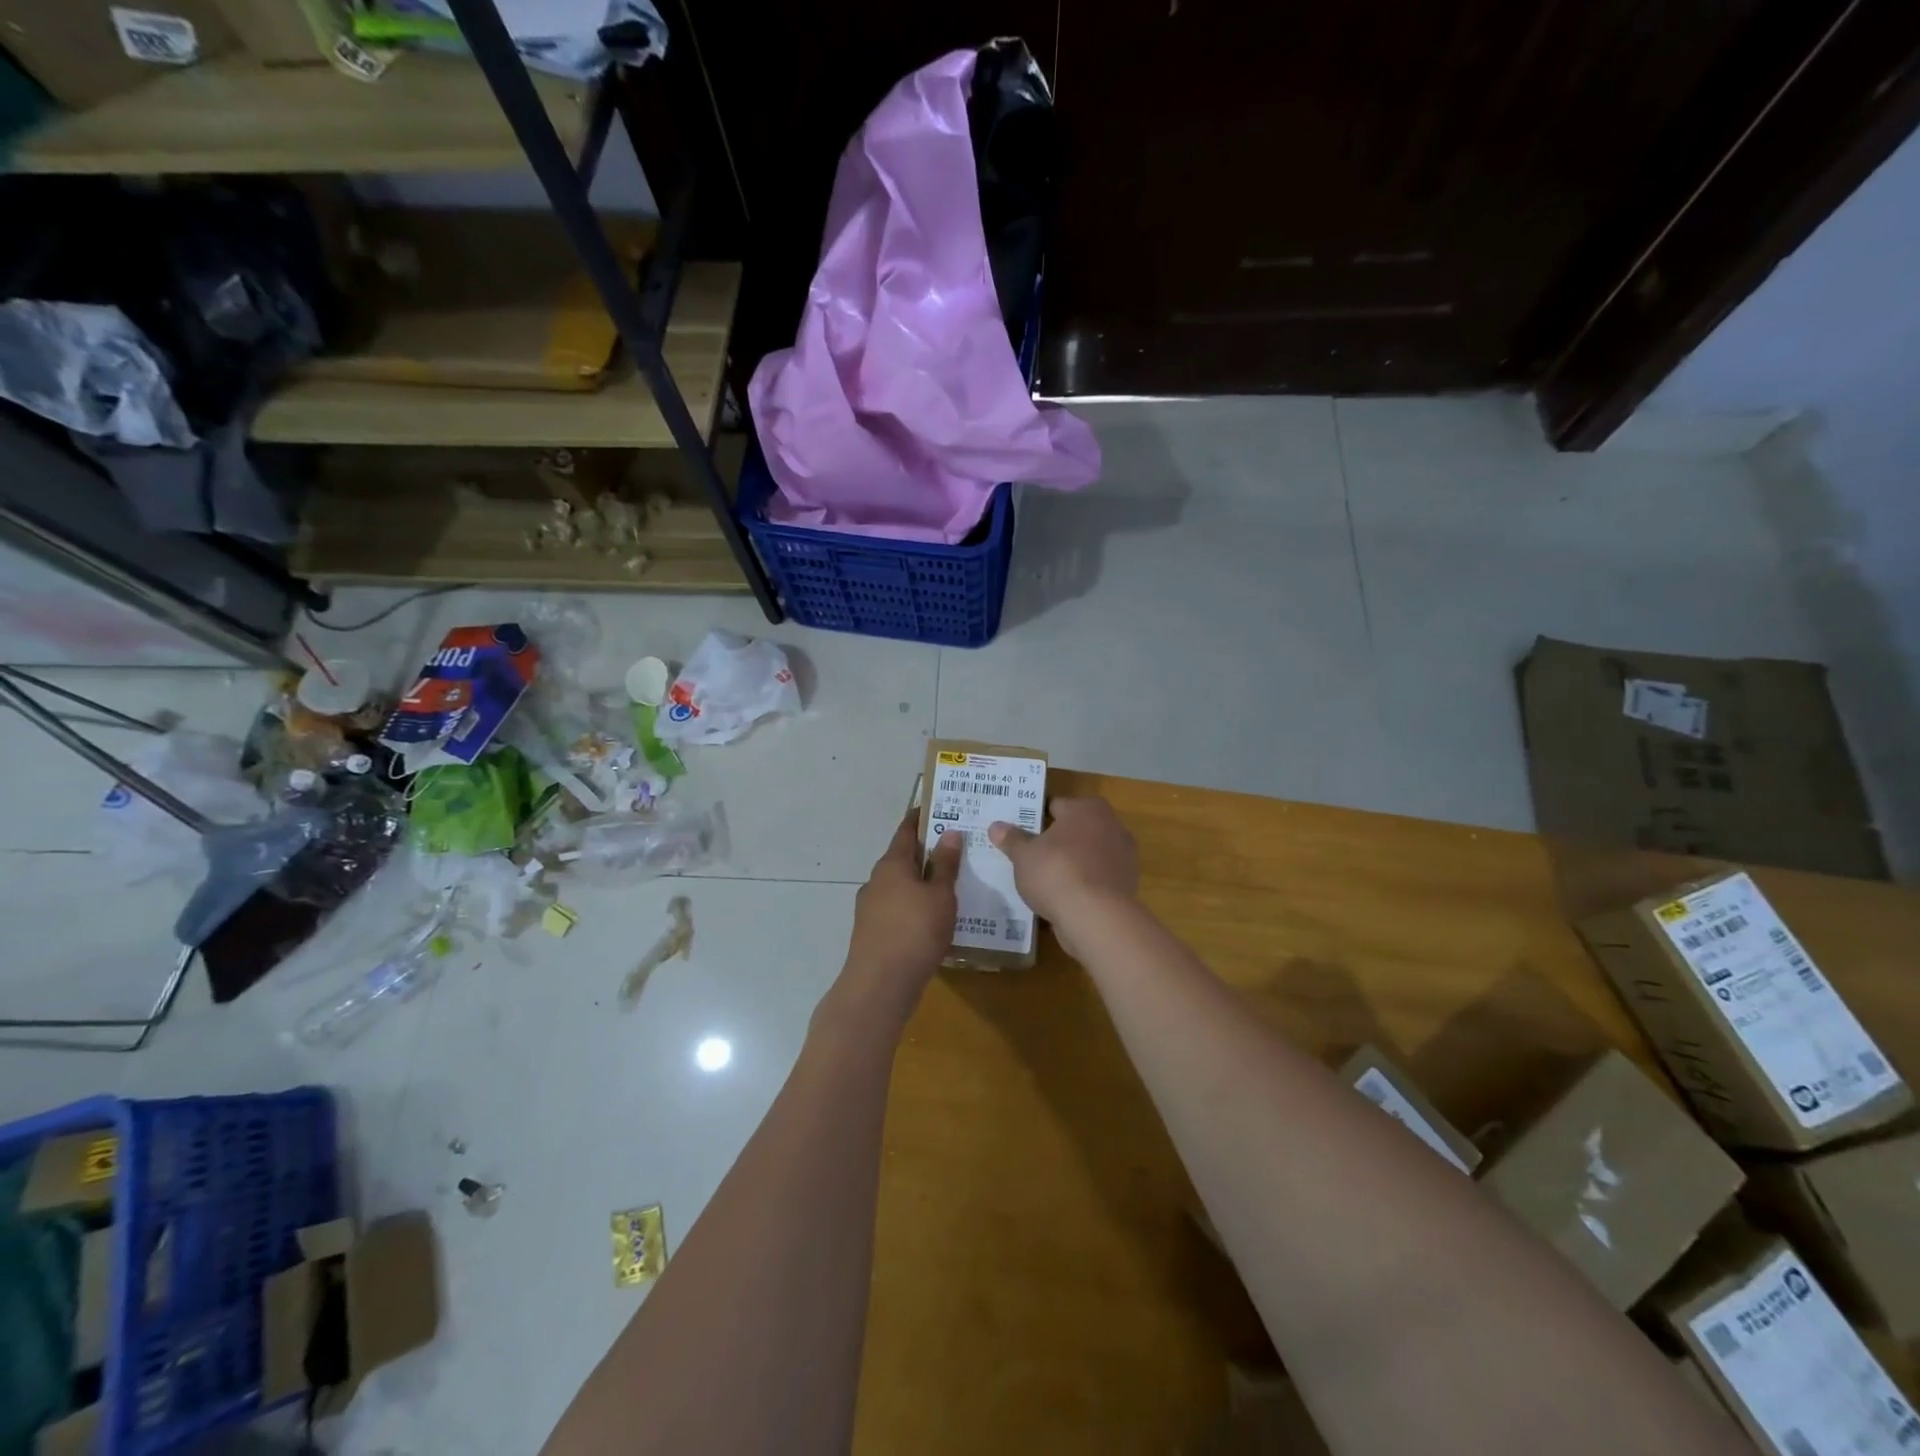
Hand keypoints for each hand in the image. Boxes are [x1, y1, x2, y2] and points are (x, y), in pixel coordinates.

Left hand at [833, 810, 963, 1025]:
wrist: (880, 985)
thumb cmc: (915, 931)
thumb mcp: (940, 896)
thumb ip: (945, 865)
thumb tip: (949, 832)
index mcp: (892, 864)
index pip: (906, 830)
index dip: (922, 817)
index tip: (940, 807)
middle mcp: (877, 880)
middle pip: (903, 858)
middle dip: (927, 852)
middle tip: (957, 848)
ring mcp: (871, 908)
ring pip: (900, 886)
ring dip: (921, 882)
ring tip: (951, 885)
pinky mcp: (873, 932)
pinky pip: (898, 909)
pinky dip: (915, 906)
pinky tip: (934, 919)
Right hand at [988, 797, 1137, 950]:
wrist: (1097, 918)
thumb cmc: (1057, 873)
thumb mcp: (1024, 856)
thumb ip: (1012, 839)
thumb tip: (996, 826)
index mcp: (1086, 808)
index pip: (1056, 806)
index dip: (1036, 817)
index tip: (1020, 830)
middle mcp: (1110, 825)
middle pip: (1075, 829)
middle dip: (1056, 840)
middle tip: (1029, 853)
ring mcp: (1123, 856)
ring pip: (1088, 854)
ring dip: (1072, 862)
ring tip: (1045, 878)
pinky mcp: (1126, 883)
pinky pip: (1097, 877)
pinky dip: (1084, 883)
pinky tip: (1064, 897)